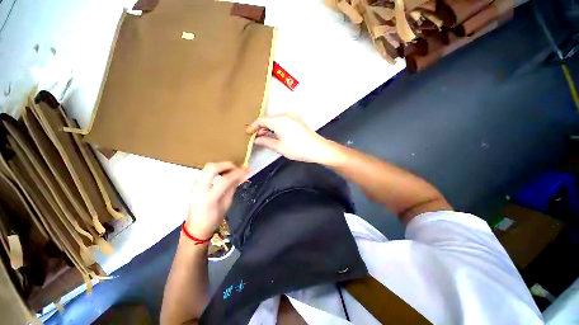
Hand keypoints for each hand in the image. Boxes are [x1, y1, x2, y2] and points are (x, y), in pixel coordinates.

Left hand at [185, 162, 247, 238]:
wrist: (195, 228)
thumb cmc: (213, 219)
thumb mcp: (226, 205)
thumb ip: (232, 188)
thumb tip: (240, 177)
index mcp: (210, 196)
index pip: (226, 179)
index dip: (238, 173)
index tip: (247, 170)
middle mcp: (200, 188)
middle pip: (213, 167)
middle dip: (227, 165)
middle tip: (238, 168)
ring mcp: (196, 185)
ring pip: (208, 167)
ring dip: (222, 166)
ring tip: (232, 170)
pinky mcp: (195, 185)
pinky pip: (206, 172)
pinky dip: (217, 170)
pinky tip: (223, 175)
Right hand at [246, 113, 335, 162]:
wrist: (317, 148)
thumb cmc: (297, 149)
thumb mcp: (279, 147)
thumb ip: (265, 142)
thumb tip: (256, 140)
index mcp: (278, 120)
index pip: (261, 120)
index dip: (253, 126)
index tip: (248, 132)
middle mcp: (285, 115)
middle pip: (268, 119)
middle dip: (261, 128)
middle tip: (256, 137)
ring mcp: (292, 117)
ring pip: (276, 120)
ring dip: (269, 127)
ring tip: (264, 137)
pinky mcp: (297, 120)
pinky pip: (283, 121)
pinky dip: (277, 127)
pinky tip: (275, 134)